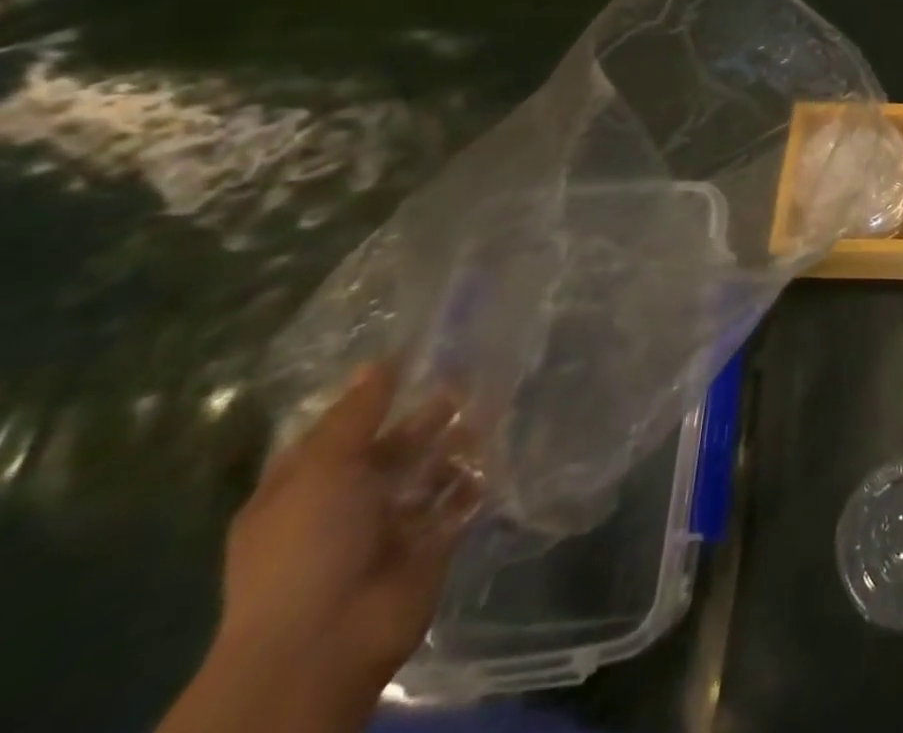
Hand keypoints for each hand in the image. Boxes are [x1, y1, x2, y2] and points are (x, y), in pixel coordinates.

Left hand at [214, 362, 481, 699]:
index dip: (374, 398)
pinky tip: (500, 450)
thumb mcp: (322, 469)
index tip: (418, 358)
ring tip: (493, 407)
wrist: (325, 642)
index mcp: (305, 488)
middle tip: (469, 378)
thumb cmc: (307, 548)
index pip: (342, 432)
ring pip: (430, 472)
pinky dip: (477, 479)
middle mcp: (346, 504)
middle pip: (393, 449)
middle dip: (427, 418)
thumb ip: (357, 414)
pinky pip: (459, 502)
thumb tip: (380, 360)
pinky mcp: (430, 544)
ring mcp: (389, 527)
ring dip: (457, 444)